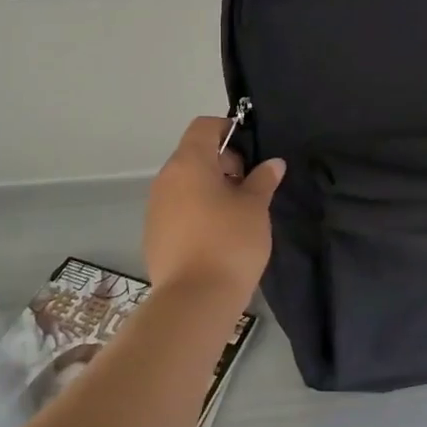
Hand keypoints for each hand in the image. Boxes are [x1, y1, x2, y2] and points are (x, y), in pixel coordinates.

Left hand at [143, 116, 285, 300]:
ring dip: (211, 187)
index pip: (204, 126)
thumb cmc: (230, 241)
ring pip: (186, 183)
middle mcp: (166, 179)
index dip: (228, 130)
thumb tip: (272, 163)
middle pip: (194, 154)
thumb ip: (263, 179)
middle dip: (223, 162)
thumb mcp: (256, 206)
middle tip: (250, 185)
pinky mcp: (154, 234)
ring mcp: (156, 208)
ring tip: (237, 212)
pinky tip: (218, 234)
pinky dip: (198, 209)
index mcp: (189, 163)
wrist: (194, 300)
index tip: (251, 151)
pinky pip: (178, 208)